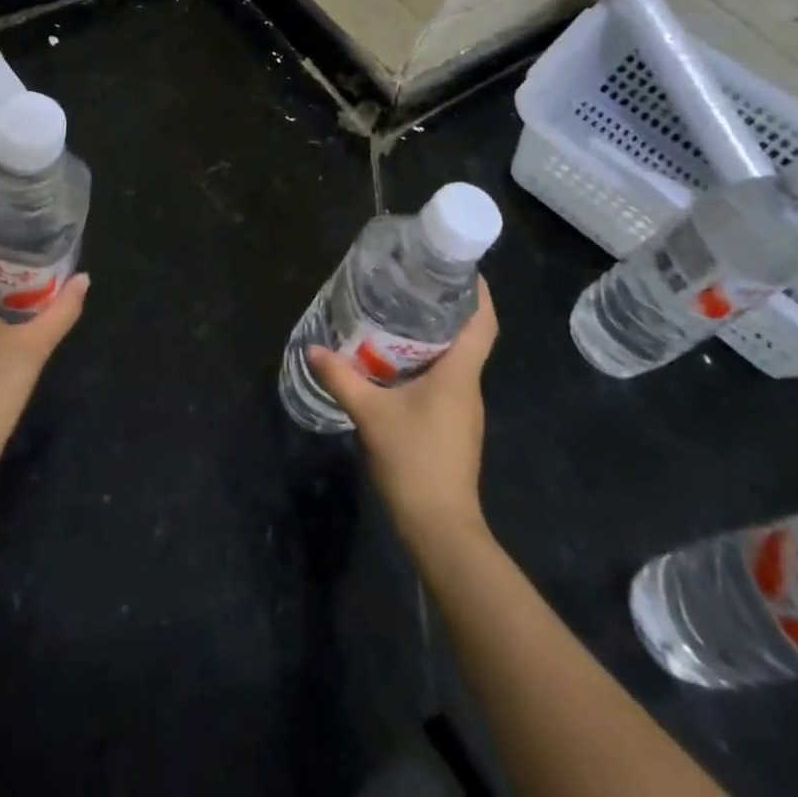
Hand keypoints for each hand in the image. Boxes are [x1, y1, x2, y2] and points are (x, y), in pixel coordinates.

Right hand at [309, 279, 494, 541]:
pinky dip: (426, 364)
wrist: (440, 527)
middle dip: (446, 309)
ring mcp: (464, 410)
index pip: (484, 323)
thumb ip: (342, 378)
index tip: (459, 268)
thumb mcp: (370, 414)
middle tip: (413, 285)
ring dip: (433, 338)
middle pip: (468, 336)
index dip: (478, 293)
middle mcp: (469, 386)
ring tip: (399, 316)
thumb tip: (314, 350)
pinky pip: (445, 381)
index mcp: (460, 375)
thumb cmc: (414, 461)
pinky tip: (396, 363)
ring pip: (455, 360)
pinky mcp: (454, 427)